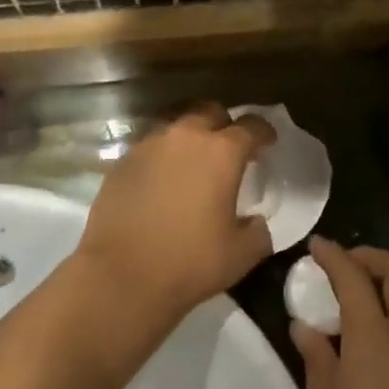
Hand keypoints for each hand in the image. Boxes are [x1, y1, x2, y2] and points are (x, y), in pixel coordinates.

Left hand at [74, 104, 275, 333]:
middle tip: (229, 148)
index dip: (264, 132)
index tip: (269, 142)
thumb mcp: (241, 255)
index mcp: (221, 152)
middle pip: (210, 111)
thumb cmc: (188, 263)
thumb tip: (256, 222)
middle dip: (224, 124)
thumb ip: (258, 231)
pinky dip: (163, 155)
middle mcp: (185, 137)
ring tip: (193, 161)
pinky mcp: (122, 161)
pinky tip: (163, 180)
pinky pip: (151, 146)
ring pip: (176, 124)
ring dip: (190, 136)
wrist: (119, 277)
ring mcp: (149, 145)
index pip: (251, 126)